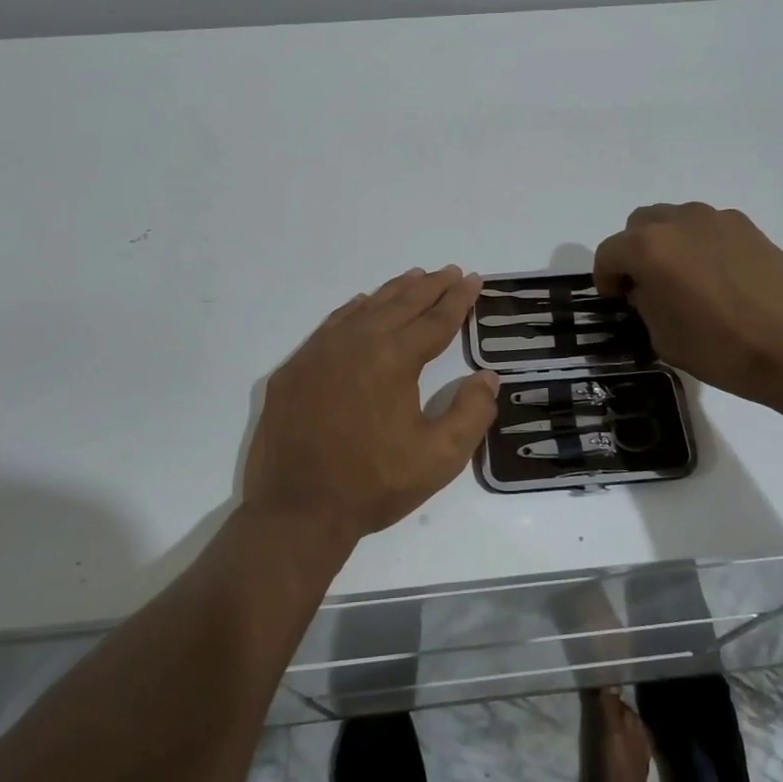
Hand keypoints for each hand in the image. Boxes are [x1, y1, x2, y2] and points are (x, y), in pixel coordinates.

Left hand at [244, 267, 498, 544]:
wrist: (297, 510)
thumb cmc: (373, 484)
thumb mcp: (439, 458)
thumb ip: (471, 413)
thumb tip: (487, 377)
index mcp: (394, 358)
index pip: (435, 320)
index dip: (458, 300)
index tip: (473, 279)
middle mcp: (357, 342)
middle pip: (401, 304)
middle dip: (430, 286)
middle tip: (450, 271)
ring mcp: (320, 352)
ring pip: (365, 308)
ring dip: (394, 292)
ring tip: (415, 277)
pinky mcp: (295, 368)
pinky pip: (332, 324)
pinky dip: (354, 309)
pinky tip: (363, 305)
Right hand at [594, 203, 782, 413]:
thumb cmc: (722, 348)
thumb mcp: (663, 337)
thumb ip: (645, 304)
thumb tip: (648, 290)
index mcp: (648, 248)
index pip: (608, 254)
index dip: (606, 279)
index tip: (617, 301)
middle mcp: (678, 221)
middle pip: (639, 225)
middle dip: (635, 253)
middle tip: (647, 287)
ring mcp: (716, 219)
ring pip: (675, 221)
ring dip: (668, 244)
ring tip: (685, 280)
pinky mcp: (748, 227)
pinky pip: (707, 228)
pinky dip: (700, 245)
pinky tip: (718, 279)